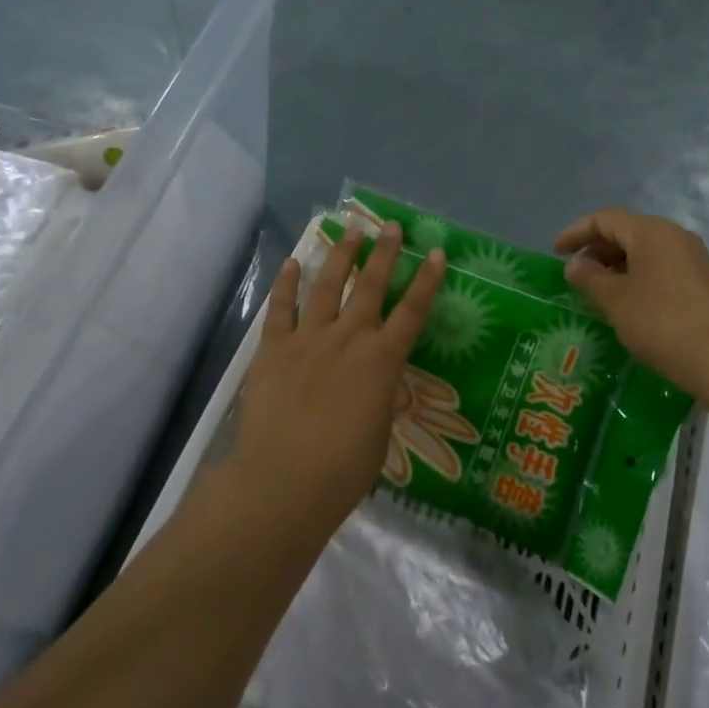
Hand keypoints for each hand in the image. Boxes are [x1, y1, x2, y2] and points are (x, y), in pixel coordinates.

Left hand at [228, 222, 445, 535]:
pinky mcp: (273, 349)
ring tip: (350, 231)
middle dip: (383, 253)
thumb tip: (379, 388)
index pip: (412, 312)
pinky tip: (294, 263)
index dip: (426, 280)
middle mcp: (348, 339)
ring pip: (328, 287)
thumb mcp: (379, 434)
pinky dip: (288, 284)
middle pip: (370, 286)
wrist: (283, 482)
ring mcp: (308, 340)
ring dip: (341, 257)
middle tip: (389, 225)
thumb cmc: (343, 470)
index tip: (435, 252)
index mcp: (382, 361)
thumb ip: (380, 401)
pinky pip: (281, 309)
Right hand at [554, 209, 708, 391]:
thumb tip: (575, 264)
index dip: (576, 233)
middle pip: (626, 232)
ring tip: (599, 292)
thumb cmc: (659, 321)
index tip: (555, 254)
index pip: (604, 219)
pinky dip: (639, 277)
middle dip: (597, 250)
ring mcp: (694, 258)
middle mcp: (674, 235)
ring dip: (617, 266)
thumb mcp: (614, 299)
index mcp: (651, 231)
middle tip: (576, 276)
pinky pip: (662, 268)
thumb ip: (589, 277)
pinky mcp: (704, 281)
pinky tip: (629, 304)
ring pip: (645, 251)